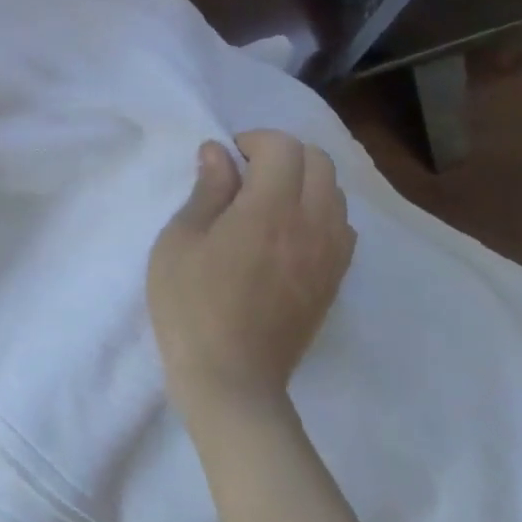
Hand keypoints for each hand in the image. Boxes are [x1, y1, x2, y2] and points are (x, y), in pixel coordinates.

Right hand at [147, 130, 355, 418]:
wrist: (232, 380)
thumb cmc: (191, 304)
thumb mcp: (180, 239)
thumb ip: (207, 190)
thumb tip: (218, 151)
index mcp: (269, 209)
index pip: (285, 147)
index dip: (254, 141)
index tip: (226, 160)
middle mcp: (311, 225)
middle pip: (319, 162)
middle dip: (283, 155)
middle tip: (245, 175)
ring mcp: (330, 256)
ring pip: (335, 193)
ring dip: (303, 183)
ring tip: (265, 204)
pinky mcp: (334, 282)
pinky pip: (341, 227)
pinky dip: (318, 214)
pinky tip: (286, 235)